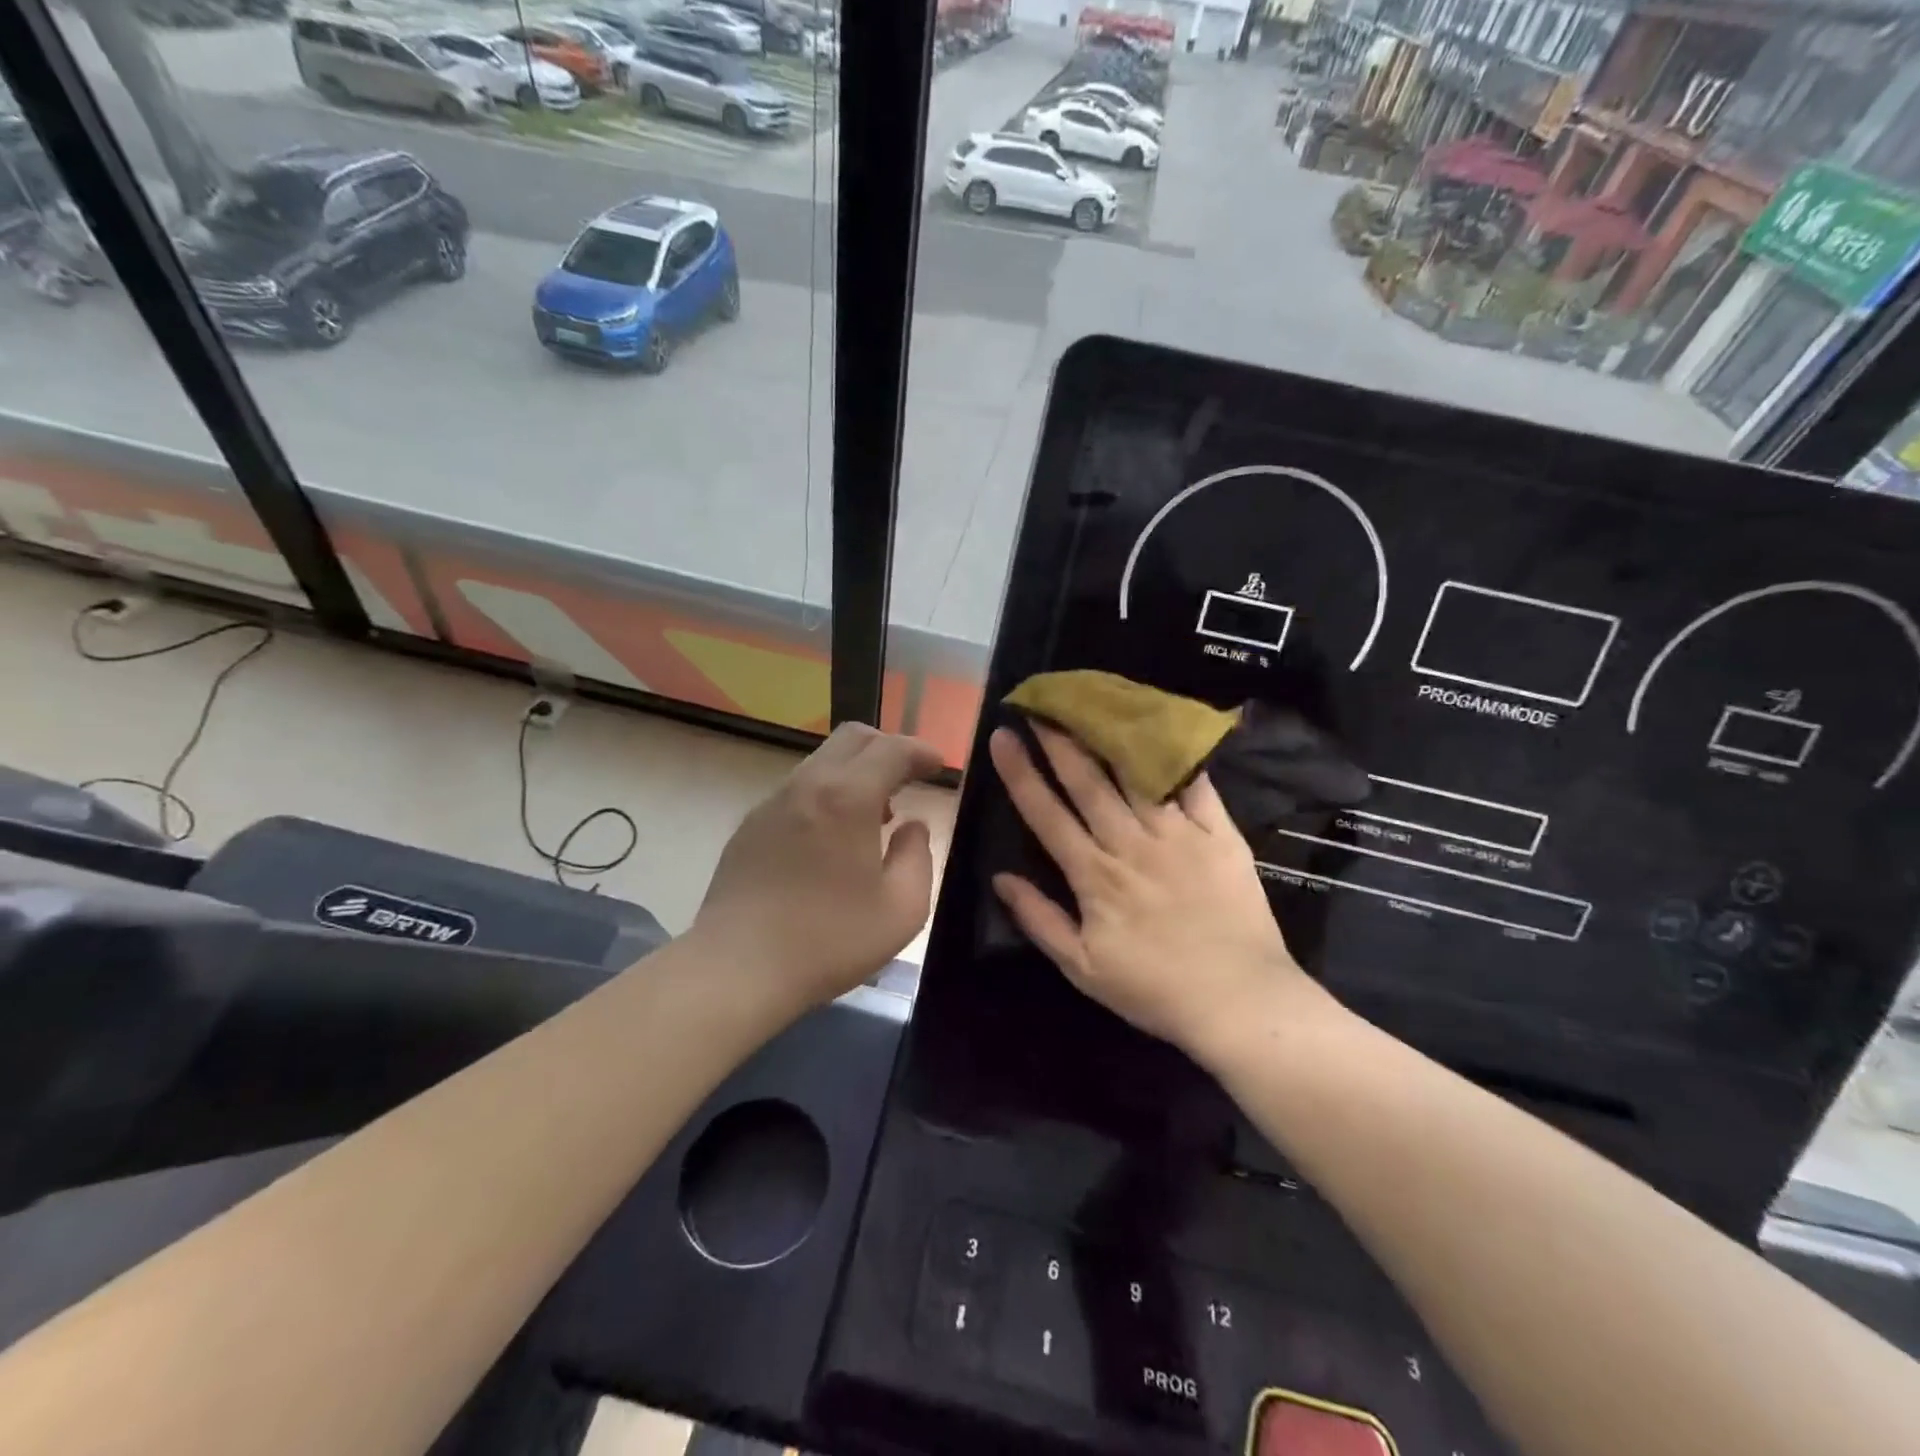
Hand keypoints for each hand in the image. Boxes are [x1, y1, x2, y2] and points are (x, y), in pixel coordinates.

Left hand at [694, 723, 943, 1010]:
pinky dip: (827, 794)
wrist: (737, 968)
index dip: (921, 751)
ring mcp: (772, 802)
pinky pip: (798, 789)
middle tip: (909, 779)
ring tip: (875, 815)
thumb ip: (918, 856)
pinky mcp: (750, 826)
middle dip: (888, 748)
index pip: (892, 749)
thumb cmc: (829, 940)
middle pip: (852, 738)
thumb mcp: (902, 909)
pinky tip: (832, 838)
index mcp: (848, 797)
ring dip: (856, 772)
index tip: (938, 765)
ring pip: (822, 761)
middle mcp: (807, 785)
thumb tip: (912, 826)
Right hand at [988, 724, 1323, 1062]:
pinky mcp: (1219, 835)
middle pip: (1087, 781)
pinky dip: (1176, 757)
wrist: (1240, 1001)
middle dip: (1059, 739)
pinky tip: (1160, 728)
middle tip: (1041, 703)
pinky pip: (1195, 787)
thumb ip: (1039, 919)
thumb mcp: (1082, 968)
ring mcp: (1178, 835)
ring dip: (1107, 737)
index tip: (1002, 736)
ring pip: (1135, 775)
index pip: (1046, 813)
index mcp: (1093, 875)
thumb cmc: (1154, 989)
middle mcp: (1130, 843)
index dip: (1020, 772)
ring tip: (1090, 704)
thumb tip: (1000, 878)